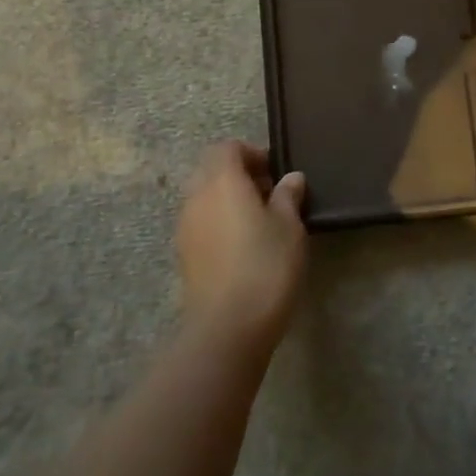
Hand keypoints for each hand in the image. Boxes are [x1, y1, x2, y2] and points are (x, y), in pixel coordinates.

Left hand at [176, 142, 307, 352]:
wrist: (227, 327)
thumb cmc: (265, 265)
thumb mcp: (290, 226)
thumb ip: (288, 196)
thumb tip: (290, 178)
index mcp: (221, 180)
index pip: (228, 147)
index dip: (253, 153)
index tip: (276, 173)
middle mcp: (196, 196)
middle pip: (212, 169)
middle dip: (239, 174)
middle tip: (270, 195)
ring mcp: (185, 227)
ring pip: (205, 197)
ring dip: (228, 199)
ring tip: (260, 222)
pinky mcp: (184, 255)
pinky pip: (201, 222)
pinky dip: (219, 222)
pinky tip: (244, 246)